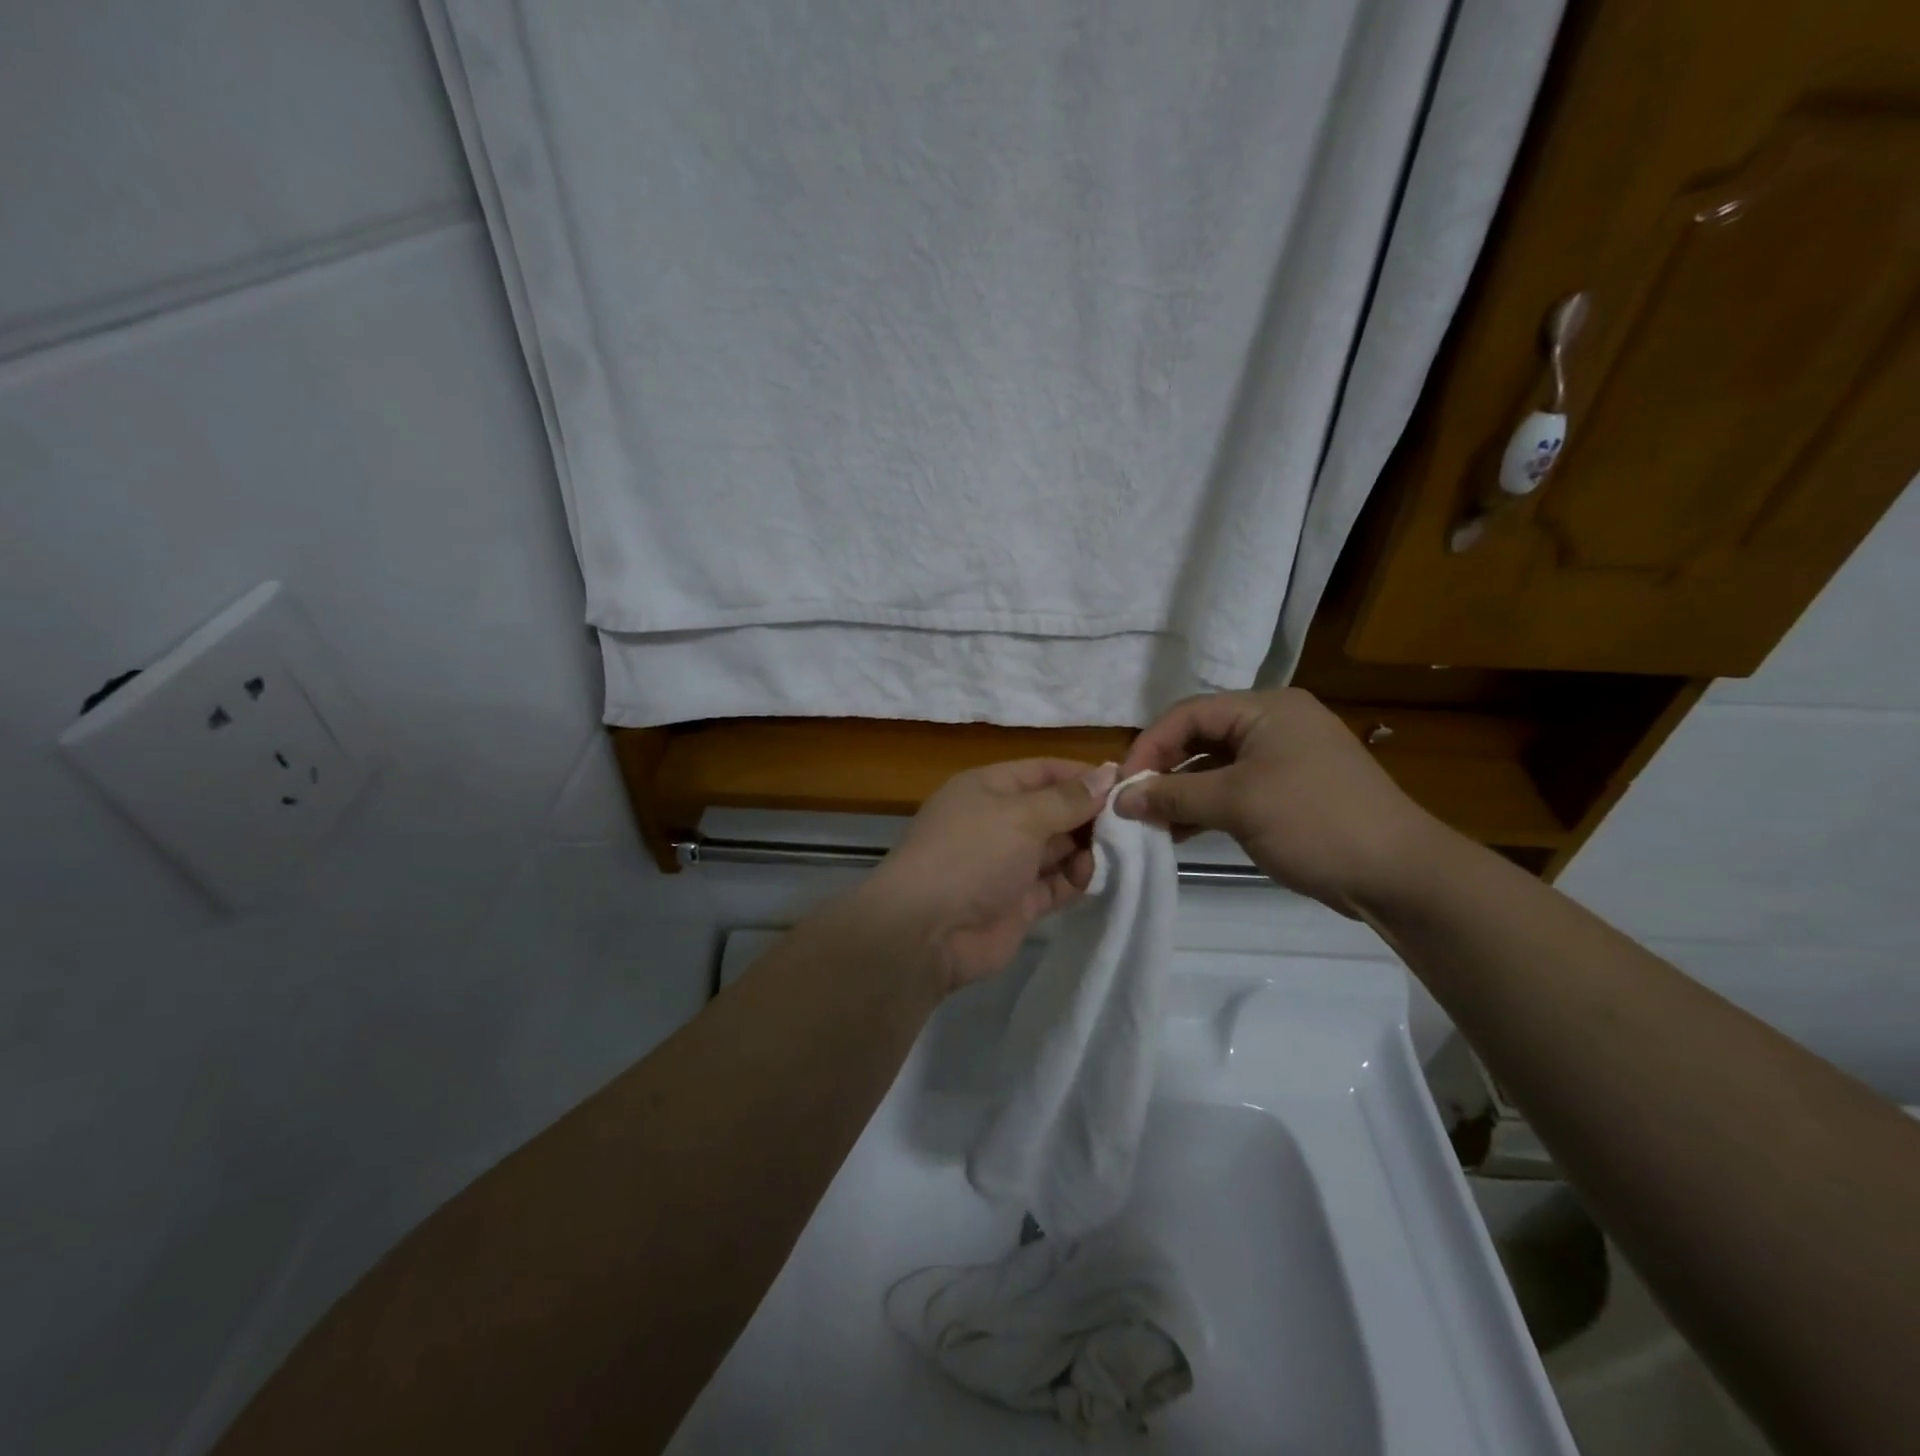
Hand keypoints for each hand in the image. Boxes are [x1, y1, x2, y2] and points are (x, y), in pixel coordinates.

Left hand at [863, 758, 1118, 992]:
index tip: (1127, 782)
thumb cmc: (971, 854)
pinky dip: (1077, 878)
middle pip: (1054, 810)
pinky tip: (1096, 876)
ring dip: (1088, 848)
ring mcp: (1008, 864)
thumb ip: (1067, 799)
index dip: (1083, 775)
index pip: (1043, 772)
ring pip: (1059, 848)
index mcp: (989, 789)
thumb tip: (1106, 774)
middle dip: (1091, 814)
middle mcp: (999, 822)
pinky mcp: (1019, 902)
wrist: (927, 931)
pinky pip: (1057, 883)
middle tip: (1134, 820)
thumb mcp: (1020, 816)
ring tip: (1121, 850)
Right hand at [1115, 688, 1444, 916]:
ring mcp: (1285, 759)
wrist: (1399, 875)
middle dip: (1163, 769)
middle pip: (1201, 737)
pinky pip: (1235, 789)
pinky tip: (1180, 831)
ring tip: (1150, 822)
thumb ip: (1173, 795)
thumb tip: (1119, 799)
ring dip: (1181, 792)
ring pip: (1215, 766)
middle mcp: (1275, 725)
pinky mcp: (1290, 792)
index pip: (1189, 713)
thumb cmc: (1314, 822)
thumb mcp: (1237, 803)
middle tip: (1133, 803)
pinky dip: (1206, 807)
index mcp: (1267, 709)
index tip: (1122, 784)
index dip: (1150, 744)